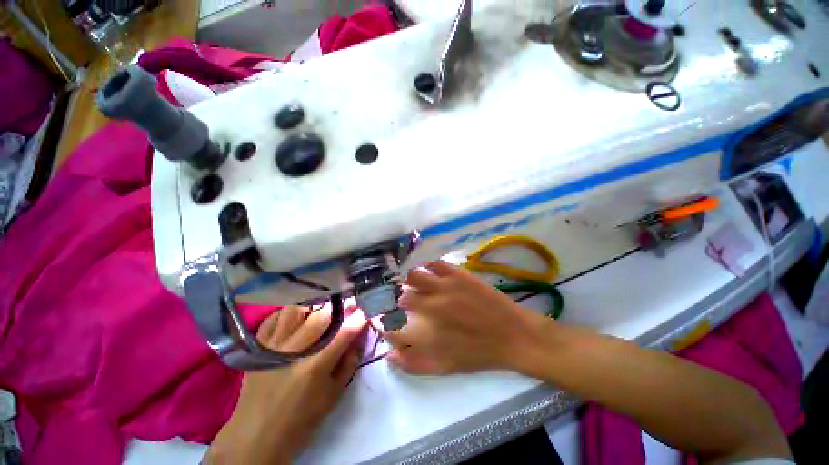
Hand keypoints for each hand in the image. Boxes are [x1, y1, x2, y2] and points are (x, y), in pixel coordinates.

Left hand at [205, 305, 366, 464]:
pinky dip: (288, 313)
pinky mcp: (258, 347)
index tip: (365, 310)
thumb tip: (361, 336)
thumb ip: (350, 362)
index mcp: (315, 367)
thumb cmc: (301, 419)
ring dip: (312, 306)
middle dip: (339, 306)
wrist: (256, 436)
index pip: (344, 333)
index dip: (358, 318)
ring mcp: (272, 347)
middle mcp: (293, 352)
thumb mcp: (333, 395)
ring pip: (295, 310)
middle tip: (347, 304)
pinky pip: (274, 318)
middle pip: (320, 316)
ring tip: (320, 310)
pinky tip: (297, 317)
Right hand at [385, 261, 545, 374]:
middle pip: (398, 295)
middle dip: (395, 299)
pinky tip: (428, 270)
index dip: (384, 321)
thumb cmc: (478, 354)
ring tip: (411, 282)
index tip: (385, 319)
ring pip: (413, 275)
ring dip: (408, 279)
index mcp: (423, 331)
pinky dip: (427, 266)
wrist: (512, 334)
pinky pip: (434, 263)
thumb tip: (389, 355)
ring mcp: (443, 286)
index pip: (390, 323)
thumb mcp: (444, 367)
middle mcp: (428, 306)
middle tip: (399, 299)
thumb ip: (413, 363)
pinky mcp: (457, 274)